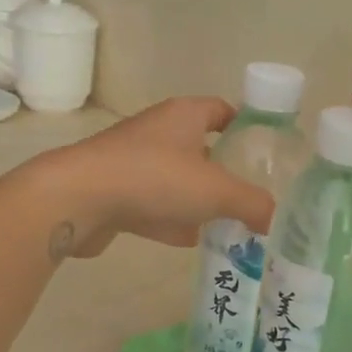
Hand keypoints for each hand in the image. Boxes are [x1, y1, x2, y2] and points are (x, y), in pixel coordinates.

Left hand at [35, 98, 276, 257]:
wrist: (78, 199)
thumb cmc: (154, 178)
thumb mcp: (216, 191)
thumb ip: (252, 203)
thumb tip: (273, 217)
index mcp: (184, 115)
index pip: (222, 110)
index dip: (245, 127)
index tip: (264, 153)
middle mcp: (158, 131)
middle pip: (200, 147)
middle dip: (223, 172)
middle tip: (249, 196)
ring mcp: (132, 161)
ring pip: (175, 178)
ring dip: (196, 200)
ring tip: (225, 224)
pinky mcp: (113, 191)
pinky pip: (151, 203)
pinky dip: (169, 219)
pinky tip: (187, 241)